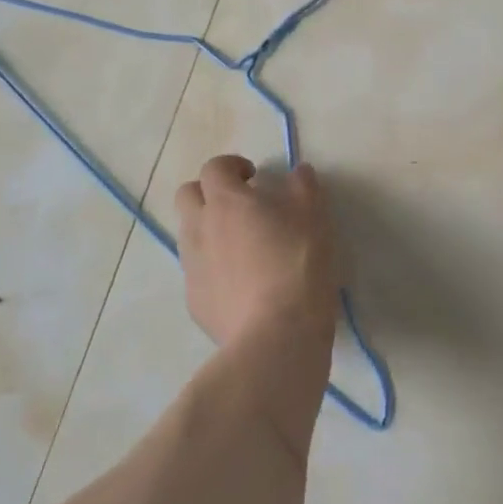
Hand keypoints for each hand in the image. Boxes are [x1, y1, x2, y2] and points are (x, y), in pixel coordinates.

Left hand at [174, 156, 339, 347]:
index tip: (254, 177)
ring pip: (189, 234)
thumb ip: (304, 187)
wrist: (275, 337)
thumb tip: (297, 171)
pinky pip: (197, 272)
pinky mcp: (194, 301)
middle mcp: (199, 228)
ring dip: (209, 229)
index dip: (232, 166)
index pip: (214, 168)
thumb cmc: (297, 266)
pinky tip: (240, 284)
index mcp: (225, 202)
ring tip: (241, 246)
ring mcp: (192, 267)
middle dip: (209, 193)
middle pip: (188, 195)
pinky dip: (212, 267)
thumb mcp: (314, 218)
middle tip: (240, 205)